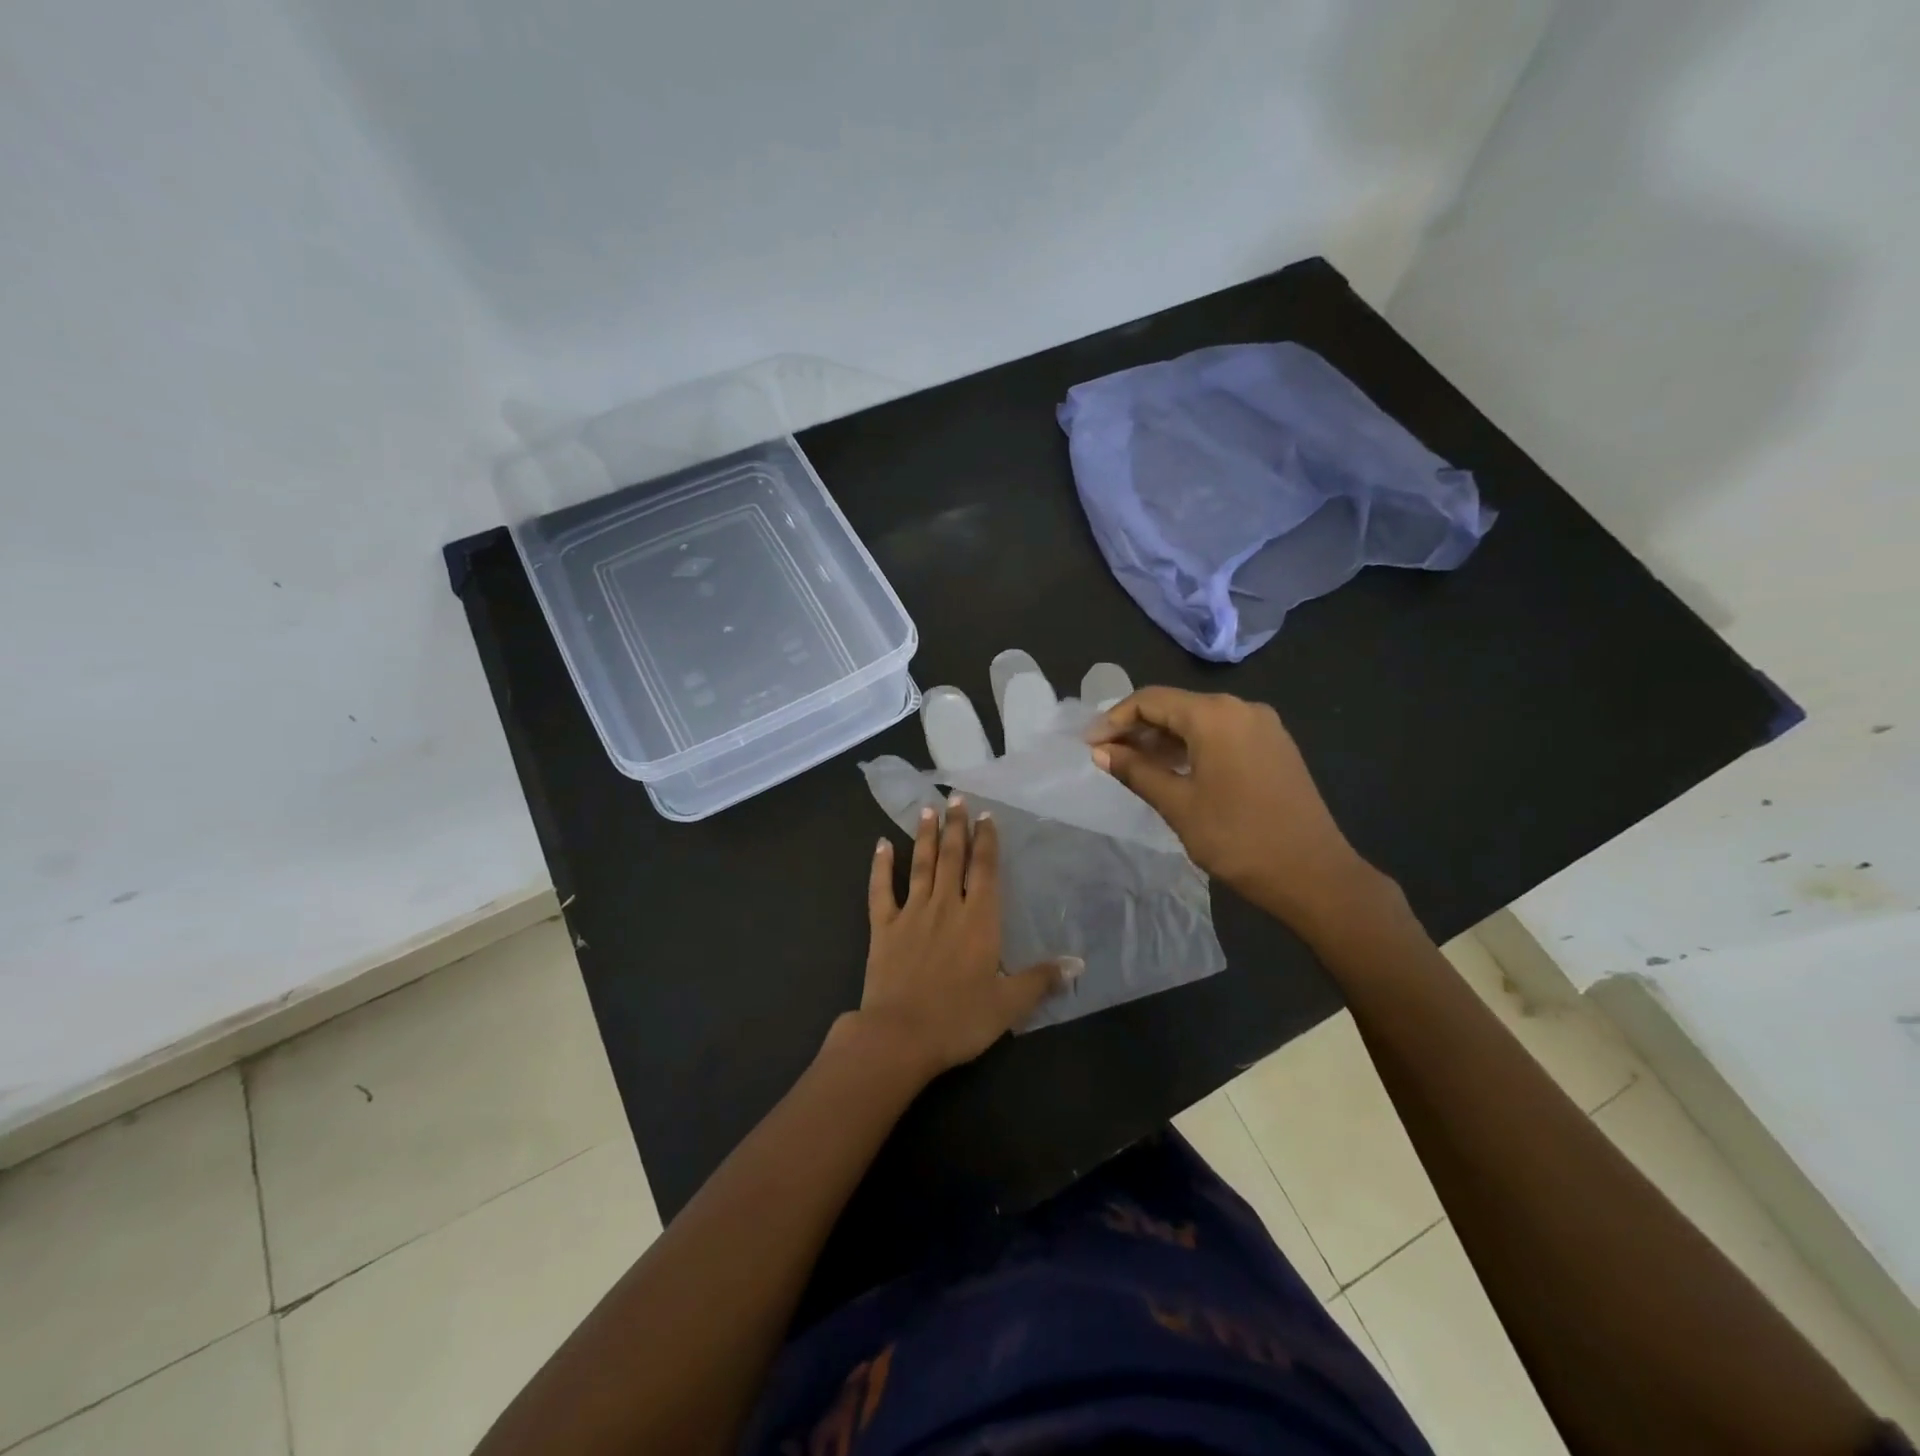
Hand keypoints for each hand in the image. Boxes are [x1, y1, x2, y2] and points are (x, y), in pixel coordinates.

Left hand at [852, 796, 1070, 1076]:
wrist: (899, 1036)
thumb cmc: (960, 1020)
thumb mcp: (1009, 1004)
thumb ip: (1042, 979)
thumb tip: (1078, 963)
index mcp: (979, 920)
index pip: (984, 870)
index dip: (987, 840)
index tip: (986, 815)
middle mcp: (945, 907)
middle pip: (952, 857)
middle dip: (956, 826)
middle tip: (956, 797)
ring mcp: (911, 914)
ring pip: (920, 865)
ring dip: (924, 836)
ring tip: (927, 809)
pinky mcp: (883, 928)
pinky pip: (881, 890)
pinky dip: (880, 865)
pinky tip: (881, 844)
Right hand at [1087, 687, 1383, 930]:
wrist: (1314, 875)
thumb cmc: (1238, 839)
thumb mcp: (1178, 805)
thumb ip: (1136, 771)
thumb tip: (1101, 751)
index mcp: (1215, 715)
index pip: (1150, 700)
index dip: (1114, 719)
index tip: (1089, 744)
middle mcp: (1241, 708)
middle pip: (1176, 706)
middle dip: (1138, 728)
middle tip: (1107, 756)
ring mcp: (1263, 726)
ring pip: (1199, 720)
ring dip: (1164, 739)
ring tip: (1134, 766)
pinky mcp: (1275, 746)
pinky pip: (1222, 734)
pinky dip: (1192, 746)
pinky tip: (1174, 770)